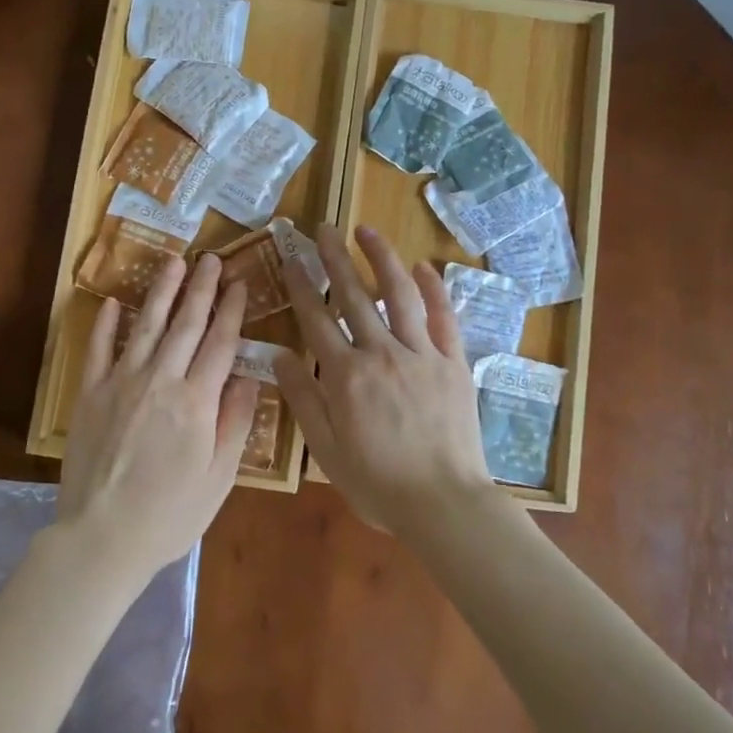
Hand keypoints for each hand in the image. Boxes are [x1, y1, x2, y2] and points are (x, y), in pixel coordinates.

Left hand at [58, 255, 257, 585]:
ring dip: (161, 292)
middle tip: (210, 258)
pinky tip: (113, 302)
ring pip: (146, 327)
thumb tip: (246, 377)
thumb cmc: (170, 515)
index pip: (220, 343)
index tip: (240, 283)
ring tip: (173, 263)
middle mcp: (160, 381)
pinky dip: (105, 324)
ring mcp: (120, 384)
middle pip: (186, 324)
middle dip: (201, 289)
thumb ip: (235, 422)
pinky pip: (97, 350)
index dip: (232, 310)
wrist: (102, 538)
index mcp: (196, 402)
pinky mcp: (89, 395)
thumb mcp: (219, 477)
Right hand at [273, 225, 495, 534]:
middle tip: (324, 229)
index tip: (292, 258)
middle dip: (335, 259)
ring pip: (399, 295)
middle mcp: (381, 353)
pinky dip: (434, 289)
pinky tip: (423, 266)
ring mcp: (421, 353)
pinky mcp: (453, 362)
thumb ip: (303, 400)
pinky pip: (443, 317)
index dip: (302, 286)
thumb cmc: (378, 484)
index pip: (317, 320)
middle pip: (354, 296)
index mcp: (345, 376)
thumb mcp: (327, 450)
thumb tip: (279, 356)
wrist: (444, 503)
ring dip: (382, 258)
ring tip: (367, 231)